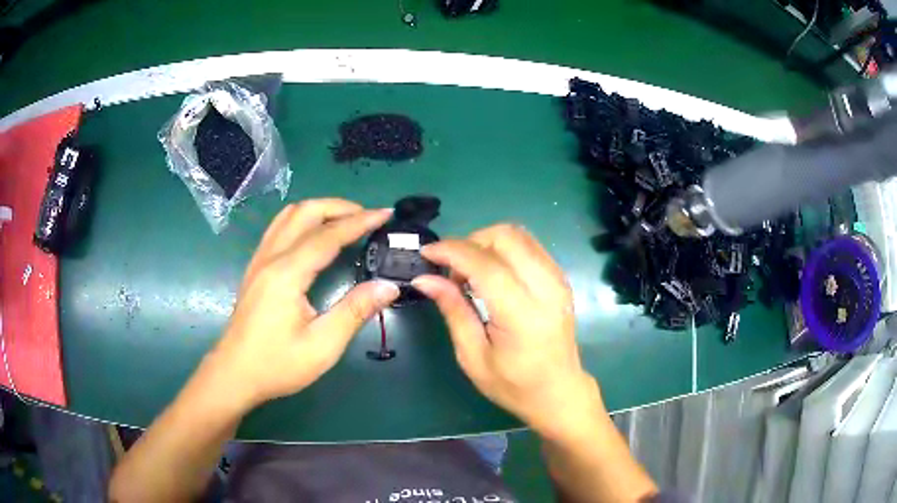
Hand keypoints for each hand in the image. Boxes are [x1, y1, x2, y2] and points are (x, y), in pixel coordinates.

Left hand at [203, 199, 398, 408]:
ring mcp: (259, 260)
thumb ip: (355, 311)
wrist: (234, 374)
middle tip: (368, 216)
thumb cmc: (277, 364)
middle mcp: (271, 257)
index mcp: (287, 273)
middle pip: (305, 212)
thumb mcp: (322, 346)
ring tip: (345, 220)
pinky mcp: (255, 268)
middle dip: (340, 207)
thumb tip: (388, 286)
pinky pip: (279, 228)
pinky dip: (302, 220)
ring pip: (289, 216)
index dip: (360, 221)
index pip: (328, 235)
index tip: (385, 213)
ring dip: (319, 210)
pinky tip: (314, 235)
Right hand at [412, 224, 603, 439]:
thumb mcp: (473, 357)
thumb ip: (453, 311)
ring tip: (471, 273)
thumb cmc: (514, 385)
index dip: (451, 251)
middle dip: (470, 242)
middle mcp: (546, 288)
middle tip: (452, 271)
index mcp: (522, 314)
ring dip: (487, 243)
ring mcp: (558, 280)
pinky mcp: (560, 278)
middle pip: (505, 236)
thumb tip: (425, 279)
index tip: (426, 254)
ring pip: (518, 234)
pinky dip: (504, 249)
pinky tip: (492, 274)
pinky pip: (529, 246)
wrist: (559, 392)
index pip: (484, 264)